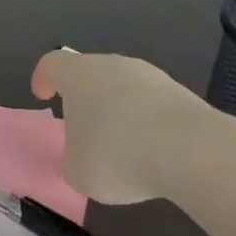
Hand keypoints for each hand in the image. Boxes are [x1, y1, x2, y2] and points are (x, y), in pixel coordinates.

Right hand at [31, 50, 218, 203]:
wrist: (192, 151)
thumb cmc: (117, 154)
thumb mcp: (78, 171)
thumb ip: (72, 161)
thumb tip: (81, 158)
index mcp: (77, 74)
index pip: (52, 64)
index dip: (44, 78)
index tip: (43, 95)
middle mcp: (112, 65)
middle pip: (91, 74)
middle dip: (85, 99)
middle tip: (83, 129)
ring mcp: (151, 76)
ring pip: (125, 89)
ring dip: (119, 111)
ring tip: (123, 147)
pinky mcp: (182, 94)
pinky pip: (153, 106)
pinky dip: (148, 124)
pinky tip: (153, 153)